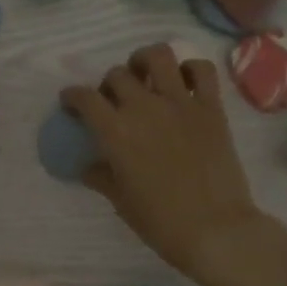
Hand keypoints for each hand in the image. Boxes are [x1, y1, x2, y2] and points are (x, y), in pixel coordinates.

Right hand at [63, 44, 266, 278]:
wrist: (215, 230)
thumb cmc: (162, 222)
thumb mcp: (121, 202)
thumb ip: (102, 177)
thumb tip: (88, 167)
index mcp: (116, 132)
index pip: (84, 98)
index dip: (72, 96)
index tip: (71, 103)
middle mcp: (145, 108)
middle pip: (117, 74)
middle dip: (108, 84)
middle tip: (112, 101)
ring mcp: (181, 103)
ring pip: (158, 56)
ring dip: (145, 61)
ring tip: (145, 76)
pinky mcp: (211, 107)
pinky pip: (202, 70)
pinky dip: (190, 69)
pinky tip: (183, 83)